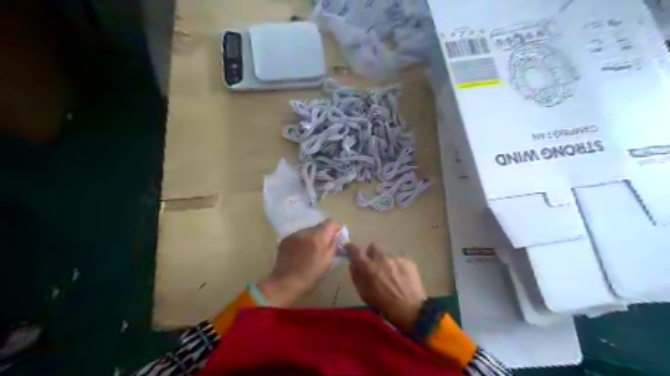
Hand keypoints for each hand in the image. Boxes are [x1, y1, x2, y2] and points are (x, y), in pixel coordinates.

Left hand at [257, 222, 340, 305]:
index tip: (337, 237)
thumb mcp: (328, 260)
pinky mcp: (285, 239)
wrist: (286, 282)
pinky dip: (302, 241)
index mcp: (318, 236)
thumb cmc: (311, 274)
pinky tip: (300, 252)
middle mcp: (305, 231)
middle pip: (318, 226)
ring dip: (312, 237)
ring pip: (308, 231)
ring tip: (311, 250)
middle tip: (324, 246)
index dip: (336, 228)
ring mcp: (294, 234)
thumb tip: (338, 233)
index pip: (330, 222)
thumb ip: (334, 244)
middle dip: (323, 234)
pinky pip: (298, 236)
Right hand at [348, 242, 425, 329]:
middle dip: (371, 253)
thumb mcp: (364, 294)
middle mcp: (381, 258)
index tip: (349, 248)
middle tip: (373, 264)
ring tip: (390, 274)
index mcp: (368, 267)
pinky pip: (399, 259)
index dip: (351, 248)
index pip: (355, 250)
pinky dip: (397, 266)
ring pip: (387, 253)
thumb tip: (353, 264)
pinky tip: (401, 277)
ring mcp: (396, 258)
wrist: (411, 309)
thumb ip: (356, 276)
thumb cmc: (384, 305)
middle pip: (373, 246)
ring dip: (385, 260)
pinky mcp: (408, 261)